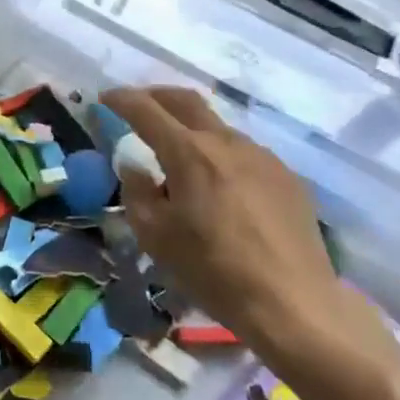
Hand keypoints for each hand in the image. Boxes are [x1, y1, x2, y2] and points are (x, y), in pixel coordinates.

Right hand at [102, 86, 338, 349]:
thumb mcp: (155, 237)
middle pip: (186, 100)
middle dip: (156, 95)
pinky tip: (221, 188)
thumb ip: (137, 193)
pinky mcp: (287, 177)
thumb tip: (135, 169)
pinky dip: (221, 155)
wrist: (294, 303)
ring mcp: (262, 157)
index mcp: (189, 153)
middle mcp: (226, 142)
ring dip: (192, 130)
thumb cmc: (213, 270)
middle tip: (139, 106)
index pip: (145, 110)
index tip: (105, 98)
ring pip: (218, 128)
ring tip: (181, 159)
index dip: (121, 99)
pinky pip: (245, 153)